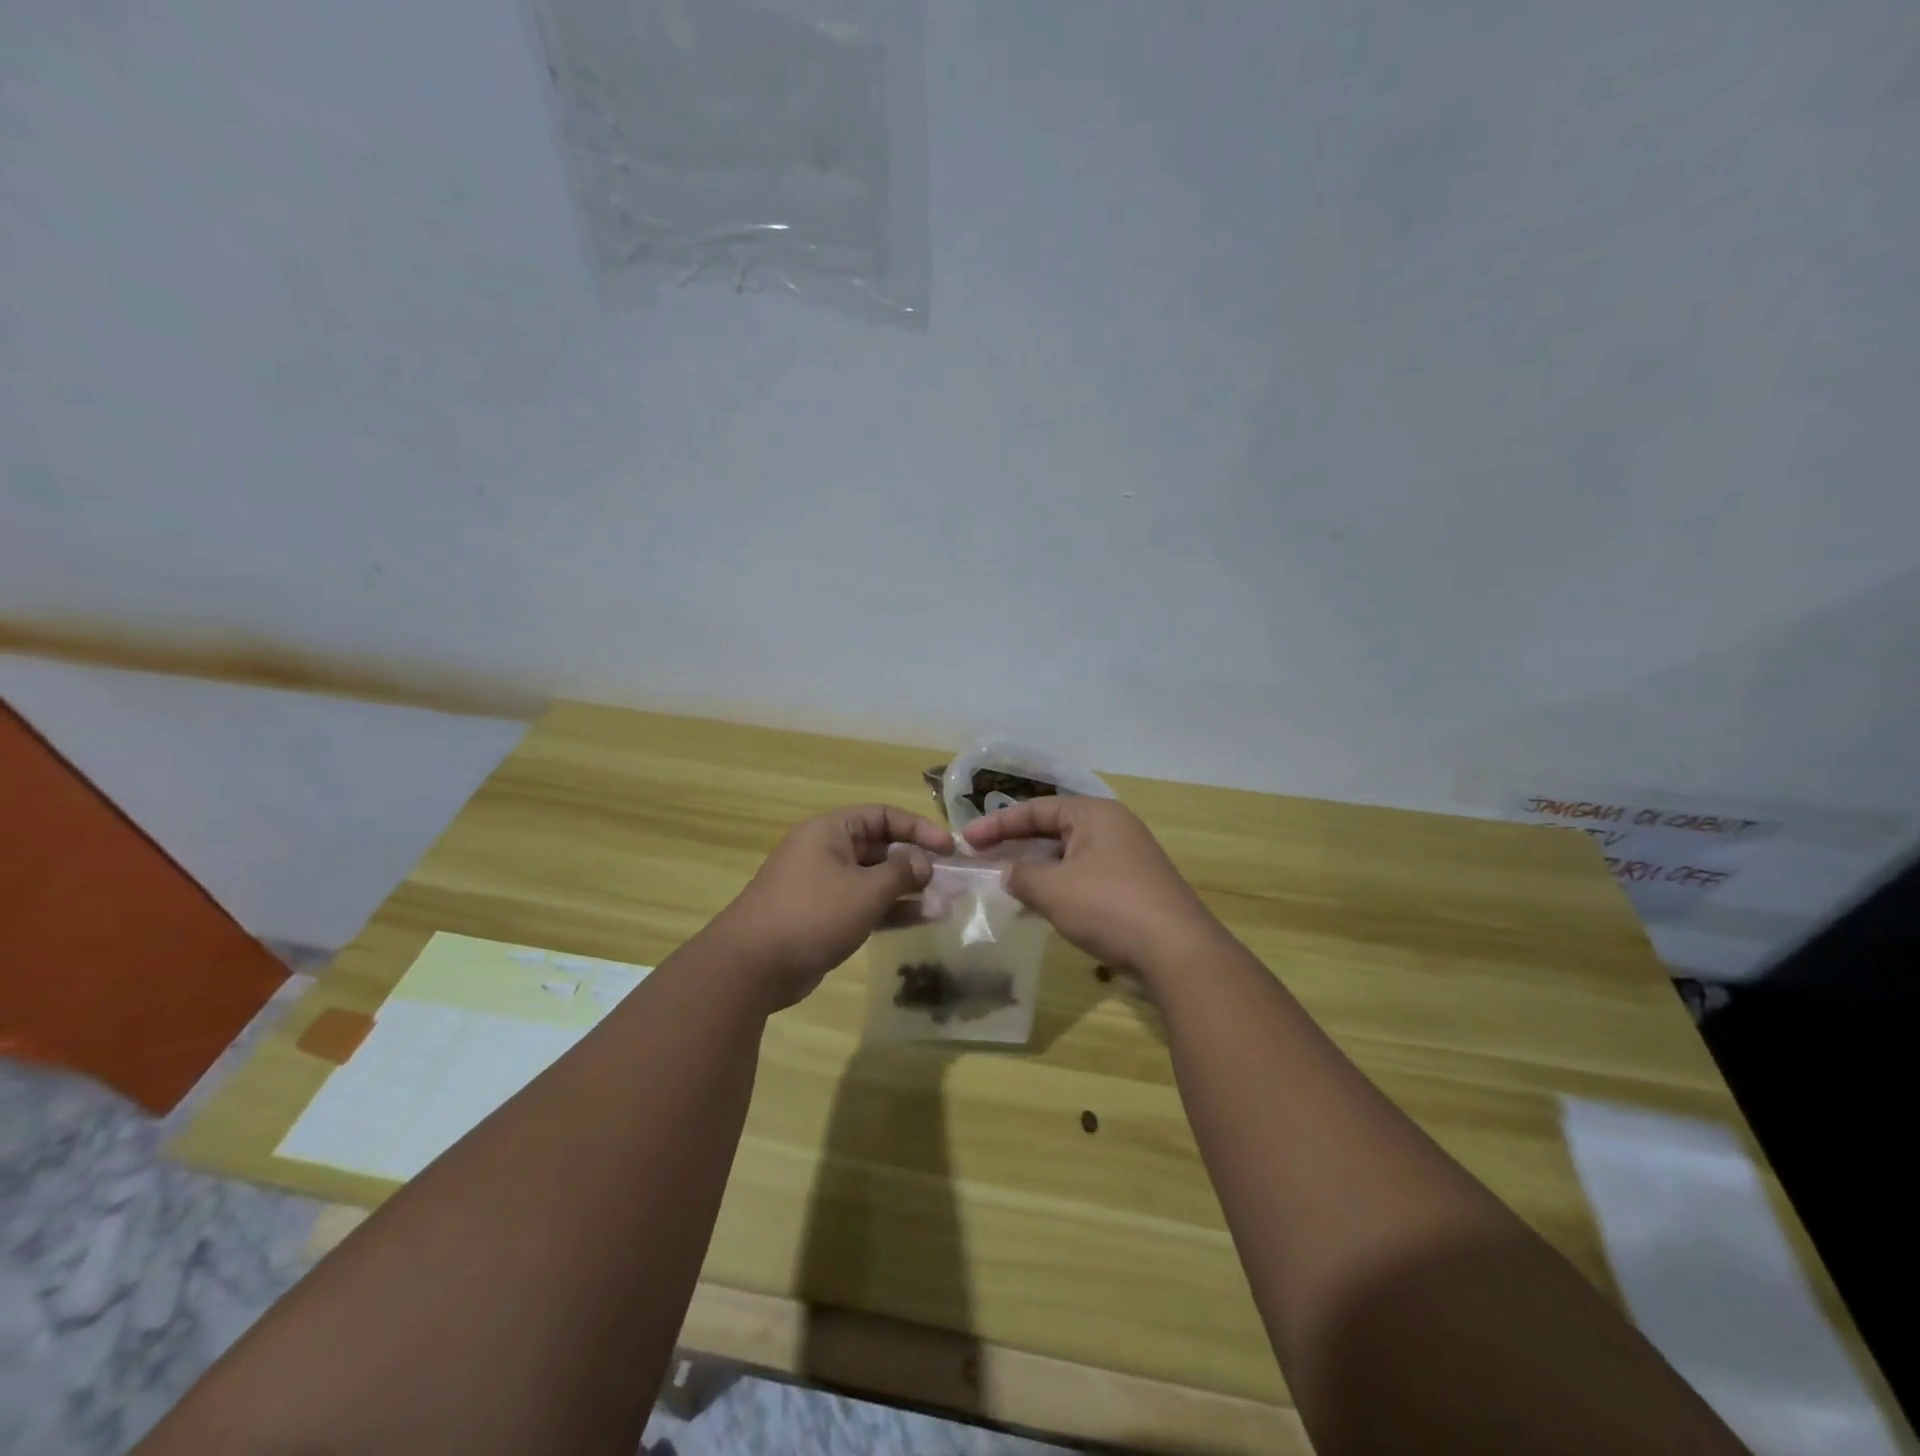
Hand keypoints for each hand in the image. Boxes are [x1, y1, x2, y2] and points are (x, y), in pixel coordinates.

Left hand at [707, 804, 953, 1009]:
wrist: (752, 966)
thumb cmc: (812, 914)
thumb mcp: (864, 890)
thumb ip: (900, 872)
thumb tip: (923, 863)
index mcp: (830, 831)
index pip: (883, 815)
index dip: (918, 828)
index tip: (949, 848)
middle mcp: (826, 851)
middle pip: (880, 846)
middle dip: (915, 861)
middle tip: (950, 877)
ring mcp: (823, 885)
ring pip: (874, 878)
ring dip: (907, 888)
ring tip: (944, 901)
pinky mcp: (823, 916)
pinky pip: (864, 904)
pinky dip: (890, 910)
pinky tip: (922, 920)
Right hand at [963, 797, 1223, 978]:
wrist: (1177, 950)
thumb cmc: (1108, 905)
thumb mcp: (1052, 889)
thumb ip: (1021, 875)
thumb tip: (1009, 873)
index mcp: (1094, 814)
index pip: (1036, 809)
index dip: (997, 824)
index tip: (966, 840)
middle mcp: (1114, 827)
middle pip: (1054, 828)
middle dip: (1017, 844)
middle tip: (984, 859)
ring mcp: (1128, 857)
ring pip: (1070, 854)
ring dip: (1038, 867)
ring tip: (1007, 883)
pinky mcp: (1136, 886)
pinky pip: (1086, 875)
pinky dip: (1060, 884)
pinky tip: (1044, 905)